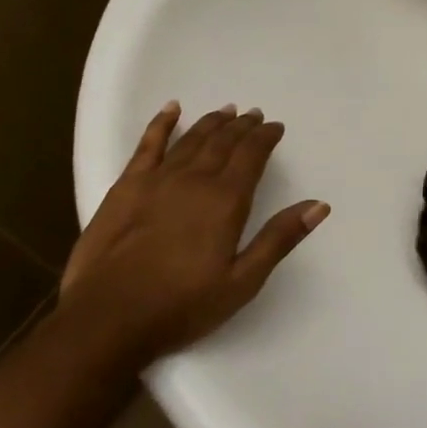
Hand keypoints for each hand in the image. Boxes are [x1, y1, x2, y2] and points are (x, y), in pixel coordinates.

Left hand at [61, 102, 328, 363]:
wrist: (108, 318)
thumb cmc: (182, 306)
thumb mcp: (242, 281)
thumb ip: (279, 239)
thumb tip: (318, 205)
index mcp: (226, 200)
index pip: (252, 155)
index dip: (265, 137)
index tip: (276, 127)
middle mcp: (194, 179)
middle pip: (223, 142)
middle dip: (242, 126)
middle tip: (254, 115)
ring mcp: (157, 179)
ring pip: (192, 139)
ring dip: (212, 122)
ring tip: (226, 111)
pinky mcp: (126, 186)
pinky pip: (148, 144)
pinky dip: (161, 123)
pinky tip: (171, 109)